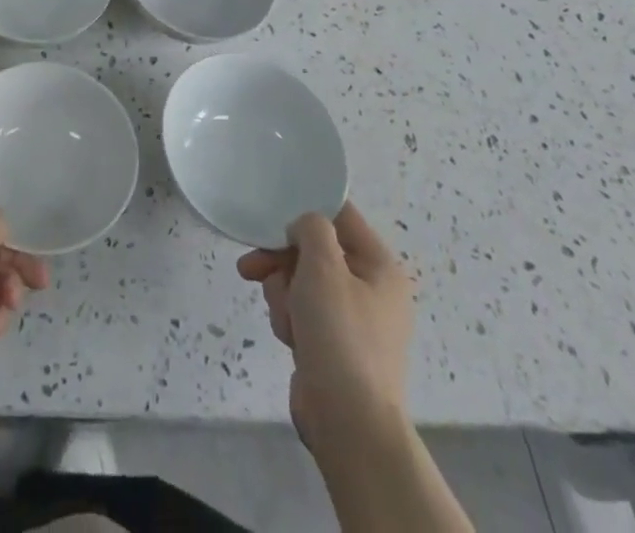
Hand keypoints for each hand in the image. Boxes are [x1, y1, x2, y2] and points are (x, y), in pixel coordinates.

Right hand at [237, 204, 412, 454]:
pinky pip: (302, 312)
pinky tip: (289, 338)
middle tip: (254, 268)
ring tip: (286, 319)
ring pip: (301, 281)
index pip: (340, 215)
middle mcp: (370, 289)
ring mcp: (352, 320)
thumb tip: (302, 229)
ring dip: (283, 294)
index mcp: (380, 266)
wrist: (349, 424)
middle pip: (314, 250)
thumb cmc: (340, 335)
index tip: (272, 214)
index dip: (306, 209)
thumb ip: (311, 228)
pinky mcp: (332, 345)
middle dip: (282, 261)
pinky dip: (290, 319)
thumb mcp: (324, 266)